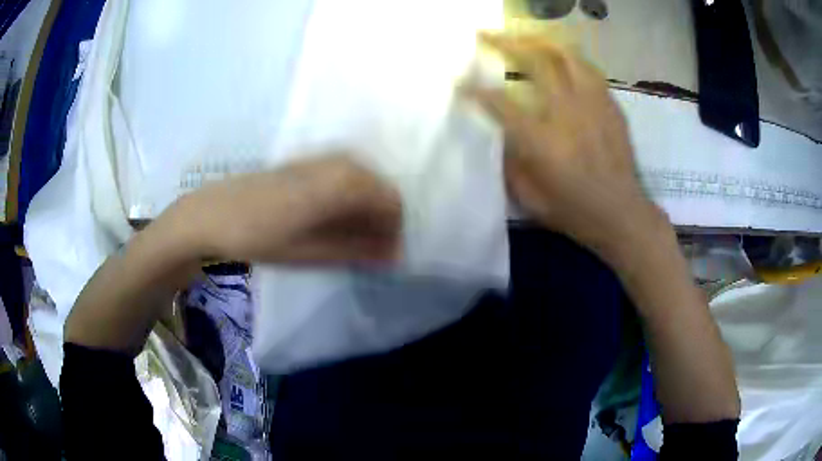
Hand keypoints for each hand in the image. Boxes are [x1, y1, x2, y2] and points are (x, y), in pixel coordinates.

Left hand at [168, 155, 402, 264]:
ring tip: (347, 238)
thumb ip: (358, 251)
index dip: (395, 230)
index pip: (392, 201)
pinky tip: (328, 219)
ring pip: (362, 181)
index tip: (386, 255)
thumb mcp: (311, 252)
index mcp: (343, 182)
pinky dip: (346, 199)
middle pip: (380, 188)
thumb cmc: (259, 236)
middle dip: (380, 220)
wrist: (211, 213)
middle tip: (368, 251)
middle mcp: (338, 161)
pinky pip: (342, 176)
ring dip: (363, 210)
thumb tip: (395, 256)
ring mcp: (321, 157)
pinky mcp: (306, 160)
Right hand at [466, 33, 663, 261]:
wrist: (622, 215)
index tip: (458, 81)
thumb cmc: (574, 212)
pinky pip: (589, 70)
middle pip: (535, 61)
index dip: (474, 90)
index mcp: (543, 141)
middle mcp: (567, 113)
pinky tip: (561, 60)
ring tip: (524, 38)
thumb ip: (510, 161)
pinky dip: (569, 59)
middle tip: (485, 34)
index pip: (500, 103)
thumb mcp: (529, 198)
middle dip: (505, 43)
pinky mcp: (611, 107)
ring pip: (567, 56)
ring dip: (540, 42)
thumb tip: (500, 133)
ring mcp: (593, 105)